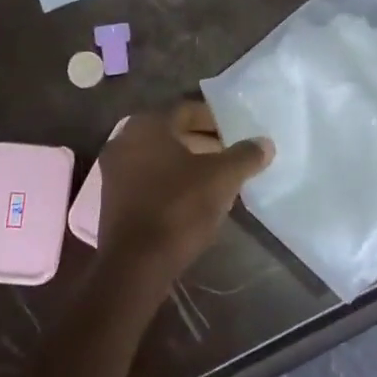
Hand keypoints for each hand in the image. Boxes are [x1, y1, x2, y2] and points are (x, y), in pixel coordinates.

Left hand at [96, 102, 272, 290]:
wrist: (135, 266)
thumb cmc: (178, 209)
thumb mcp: (221, 179)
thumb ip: (245, 156)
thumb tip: (265, 142)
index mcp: (147, 124)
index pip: (187, 110)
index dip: (215, 119)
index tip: (237, 133)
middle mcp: (124, 139)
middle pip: (172, 132)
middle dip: (203, 142)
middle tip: (230, 154)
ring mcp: (113, 170)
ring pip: (159, 156)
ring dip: (187, 162)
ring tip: (217, 177)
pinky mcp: (111, 198)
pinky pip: (147, 177)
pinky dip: (170, 180)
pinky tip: (192, 197)